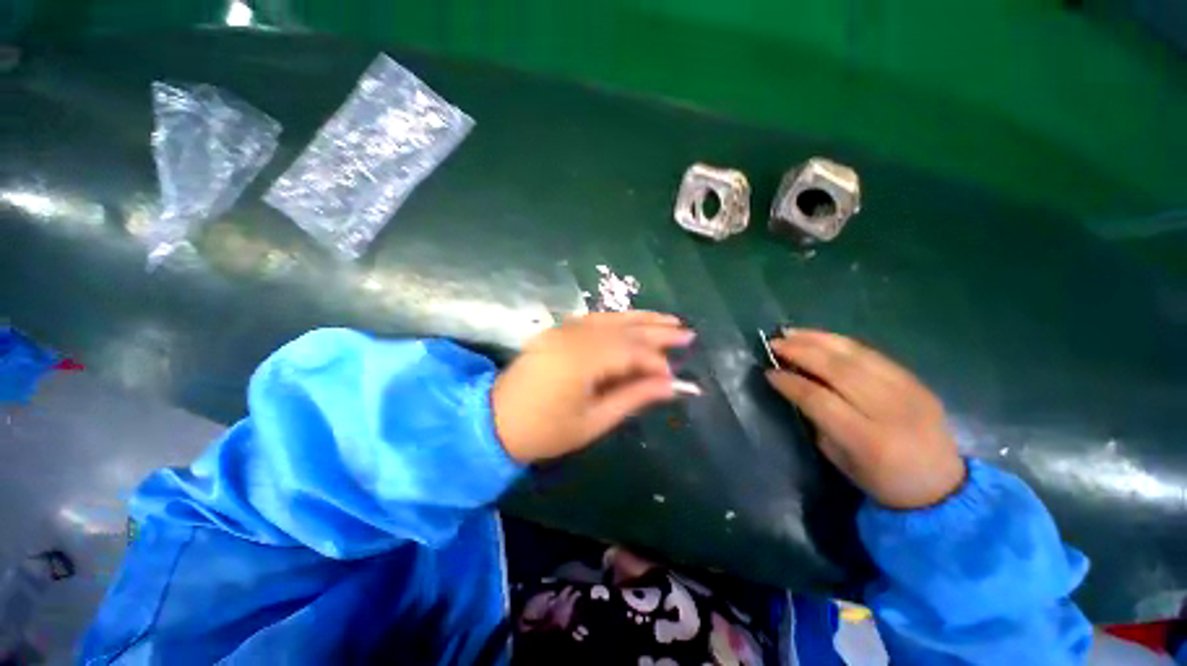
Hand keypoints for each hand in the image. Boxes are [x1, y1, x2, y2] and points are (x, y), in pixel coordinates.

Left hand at [492, 311, 694, 462]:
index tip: (673, 376)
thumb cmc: (545, 430)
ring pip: (612, 319)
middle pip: (625, 330)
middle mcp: (575, 336)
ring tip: (669, 320)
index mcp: (582, 361)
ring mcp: (564, 329)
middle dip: (657, 332)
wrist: (494, 421)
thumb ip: (633, 397)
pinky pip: (595, 319)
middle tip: (687, 333)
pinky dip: (618, 319)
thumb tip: (671, 385)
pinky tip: (633, 322)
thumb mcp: (594, 421)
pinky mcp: (558, 330)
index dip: (655, 363)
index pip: (631, 353)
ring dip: (641, 319)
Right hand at [765, 329, 964, 508]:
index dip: (790, 382)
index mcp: (867, 439)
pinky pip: (872, 353)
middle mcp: (890, 410)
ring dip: (819, 339)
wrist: (943, 486)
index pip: (819, 399)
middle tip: (775, 343)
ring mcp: (908, 391)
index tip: (769, 372)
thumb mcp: (839, 458)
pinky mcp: (916, 380)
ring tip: (792, 332)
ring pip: (856, 355)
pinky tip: (821, 338)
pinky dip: (841, 343)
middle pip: (838, 370)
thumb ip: (818, 420)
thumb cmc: (881, 480)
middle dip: (801, 352)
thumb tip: (796, 385)